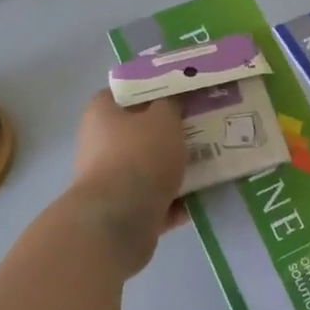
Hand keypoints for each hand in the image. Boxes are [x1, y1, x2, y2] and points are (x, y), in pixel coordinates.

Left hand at [68, 89, 188, 271]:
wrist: (120, 220)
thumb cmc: (140, 156)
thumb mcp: (164, 118)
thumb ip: (171, 105)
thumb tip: (171, 103)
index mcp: (102, 113)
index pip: (126, 92)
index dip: (153, 90)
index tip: (181, 93)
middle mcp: (99, 144)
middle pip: (141, 132)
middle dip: (170, 133)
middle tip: (202, 127)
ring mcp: (110, 180)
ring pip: (150, 167)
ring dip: (176, 169)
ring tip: (210, 162)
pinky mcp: (122, 212)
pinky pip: (155, 199)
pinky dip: (176, 200)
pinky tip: (202, 197)